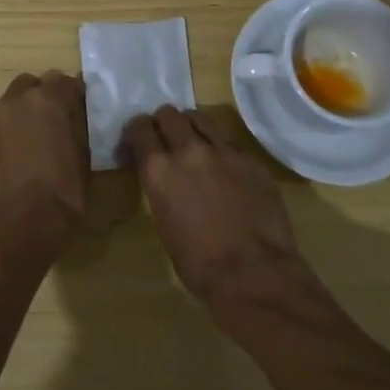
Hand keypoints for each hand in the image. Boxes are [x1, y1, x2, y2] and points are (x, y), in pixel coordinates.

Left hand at [0, 71, 90, 271]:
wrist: (19, 231)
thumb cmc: (62, 194)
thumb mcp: (85, 158)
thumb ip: (80, 128)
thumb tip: (78, 117)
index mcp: (45, 101)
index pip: (64, 80)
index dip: (76, 94)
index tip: (84, 109)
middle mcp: (14, 104)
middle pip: (30, 85)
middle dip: (44, 96)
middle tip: (58, 121)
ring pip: (10, 108)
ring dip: (24, 117)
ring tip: (37, 144)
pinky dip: (9, 139)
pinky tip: (19, 164)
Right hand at [119, 107, 308, 311]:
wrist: (254, 274)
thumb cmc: (199, 264)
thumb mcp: (164, 223)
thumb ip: (162, 189)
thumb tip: (165, 179)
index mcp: (159, 169)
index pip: (139, 127)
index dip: (135, 133)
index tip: (135, 145)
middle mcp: (189, 150)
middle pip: (169, 114)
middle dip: (163, 123)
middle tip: (165, 140)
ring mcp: (224, 150)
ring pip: (201, 118)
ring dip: (192, 127)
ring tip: (195, 144)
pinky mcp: (251, 159)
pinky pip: (229, 141)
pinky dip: (220, 148)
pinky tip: (225, 168)